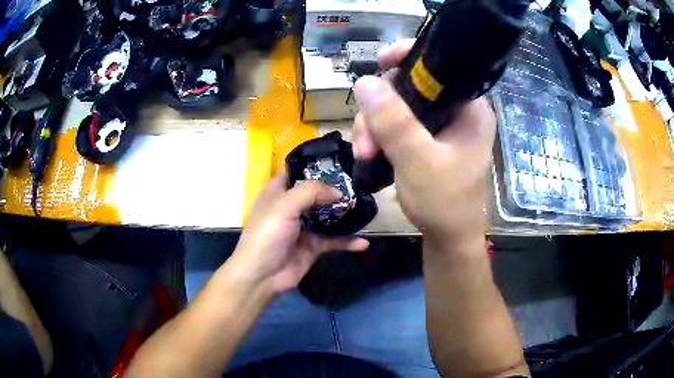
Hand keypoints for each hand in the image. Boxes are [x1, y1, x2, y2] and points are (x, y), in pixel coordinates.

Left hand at [229, 174, 368, 294]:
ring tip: (366, 207)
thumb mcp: (284, 206)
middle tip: (361, 183)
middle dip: (337, 188)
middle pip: (317, 192)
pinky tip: (364, 242)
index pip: (298, 170)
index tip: (340, 161)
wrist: (263, 275)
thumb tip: (338, 192)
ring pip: (329, 215)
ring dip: (345, 213)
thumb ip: (311, 192)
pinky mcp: (314, 245)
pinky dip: (348, 241)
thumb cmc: (267, 235)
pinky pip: (334, 240)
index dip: (316, 165)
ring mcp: (304, 227)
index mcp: (279, 191)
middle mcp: (292, 206)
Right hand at [353, 39, 495, 249]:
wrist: (449, 237)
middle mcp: (458, 110)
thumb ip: (394, 122)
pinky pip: (399, 123)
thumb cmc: (444, 203)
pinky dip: (381, 135)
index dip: (408, 57)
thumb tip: (364, 81)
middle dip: (380, 109)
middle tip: (364, 141)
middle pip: (411, 86)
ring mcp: (442, 125)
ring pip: (399, 105)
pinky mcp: (429, 138)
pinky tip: (371, 153)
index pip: (440, 66)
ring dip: (375, 126)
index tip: (379, 64)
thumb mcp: (419, 162)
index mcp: (470, 108)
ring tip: (365, 154)